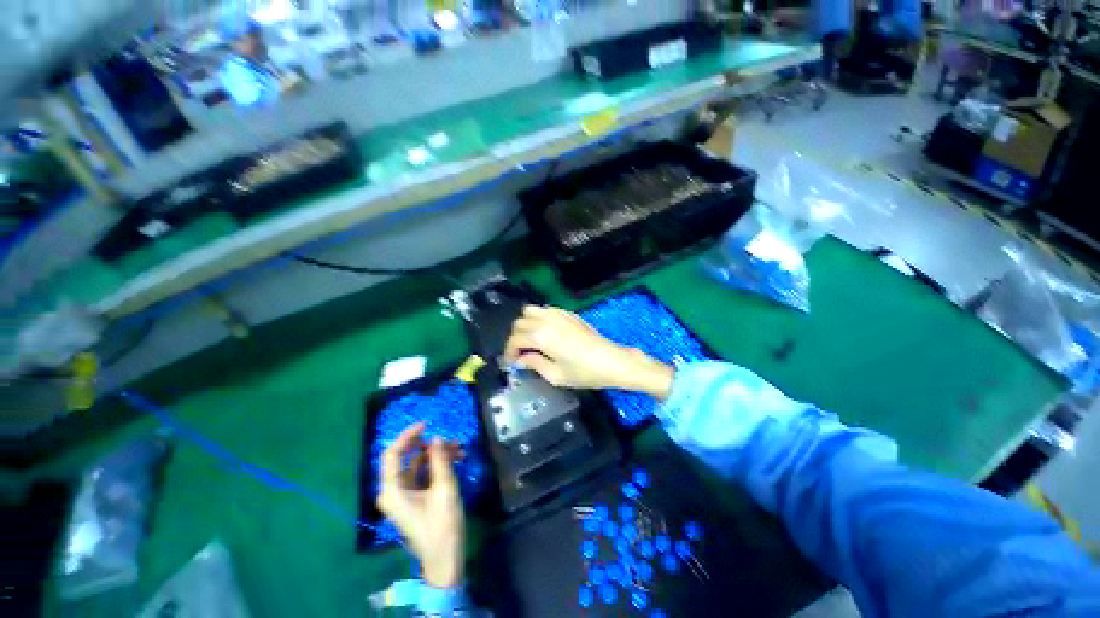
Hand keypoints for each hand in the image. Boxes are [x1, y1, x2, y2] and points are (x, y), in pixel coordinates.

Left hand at [377, 423, 465, 588]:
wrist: (444, 558)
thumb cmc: (442, 525)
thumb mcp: (444, 489)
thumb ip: (440, 460)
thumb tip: (437, 437)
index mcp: (392, 490)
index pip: (392, 454)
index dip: (407, 436)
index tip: (426, 424)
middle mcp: (393, 491)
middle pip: (406, 457)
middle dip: (428, 445)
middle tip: (449, 439)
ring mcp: (403, 495)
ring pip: (417, 464)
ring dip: (437, 454)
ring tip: (459, 448)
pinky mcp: (413, 498)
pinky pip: (423, 473)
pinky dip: (437, 464)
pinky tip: (456, 459)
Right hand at [503, 305, 674, 398]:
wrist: (612, 361)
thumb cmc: (584, 373)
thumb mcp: (556, 375)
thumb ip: (534, 364)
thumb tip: (520, 360)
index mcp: (541, 336)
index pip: (515, 339)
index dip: (509, 352)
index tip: (510, 362)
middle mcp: (547, 320)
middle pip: (520, 322)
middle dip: (516, 338)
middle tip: (520, 354)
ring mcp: (559, 314)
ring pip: (531, 311)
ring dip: (526, 324)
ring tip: (531, 340)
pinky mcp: (569, 314)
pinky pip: (546, 310)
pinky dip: (539, 318)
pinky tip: (546, 333)